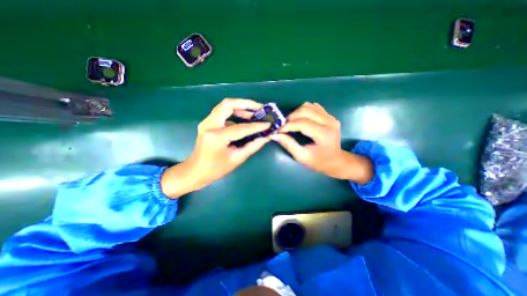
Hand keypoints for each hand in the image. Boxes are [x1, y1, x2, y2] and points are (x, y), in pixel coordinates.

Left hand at [162, 99, 271, 197]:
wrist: (195, 171)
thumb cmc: (215, 169)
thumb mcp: (237, 159)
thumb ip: (253, 146)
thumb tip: (266, 137)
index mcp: (217, 137)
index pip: (241, 127)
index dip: (256, 126)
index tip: (268, 124)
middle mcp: (209, 125)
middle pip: (228, 104)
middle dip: (246, 104)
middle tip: (260, 108)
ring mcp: (207, 122)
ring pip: (225, 106)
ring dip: (241, 107)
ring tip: (255, 113)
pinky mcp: (208, 123)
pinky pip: (223, 113)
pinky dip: (235, 113)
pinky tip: (245, 120)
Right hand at [274, 103, 372, 182]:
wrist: (337, 161)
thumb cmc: (319, 162)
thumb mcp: (302, 157)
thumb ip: (289, 144)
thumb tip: (275, 135)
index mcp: (324, 134)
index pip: (302, 123)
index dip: (287, 125)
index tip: (278, 131)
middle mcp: (329, 122)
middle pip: (305, 111)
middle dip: (290, 118)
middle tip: (284, 127)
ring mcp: (331, 117)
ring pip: (308, 106)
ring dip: (296, 113)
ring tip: (291, 123)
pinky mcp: (329, 116)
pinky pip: (313, 107)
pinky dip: (304, 111)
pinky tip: (300, 119)